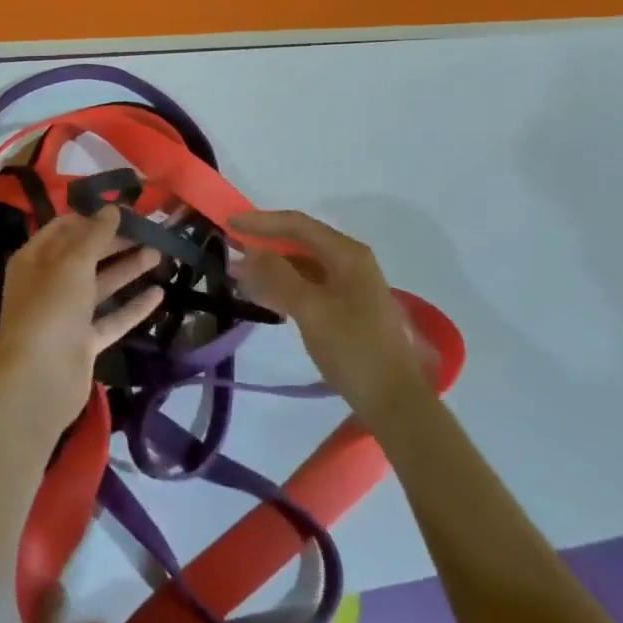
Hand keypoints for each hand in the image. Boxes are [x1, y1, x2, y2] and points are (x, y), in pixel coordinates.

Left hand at [0, 209, 161, 420]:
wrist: (39, 380)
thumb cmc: (50, 309)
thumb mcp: (73, 263)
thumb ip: (95, 234)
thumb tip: (112, 208)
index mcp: (34, 259)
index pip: (65, 228)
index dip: (93, 217)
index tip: (125, 210)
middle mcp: (48, 283)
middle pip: (85, 255)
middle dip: (116, 242)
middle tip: (151, 231)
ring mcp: (66, 315)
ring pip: (100, 285)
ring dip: (128, 269)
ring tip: (160, 254)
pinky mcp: (83, 342)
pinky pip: (111, 318)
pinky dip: (133, 306)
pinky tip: (159, 293)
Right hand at [233, 210, 436, 423]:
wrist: (393, 401)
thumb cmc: (353, 348)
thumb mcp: (311, 309)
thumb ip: (278, 275)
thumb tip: (251, 250)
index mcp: (346, 253)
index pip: (297, 224)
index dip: (261, 221)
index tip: (229, 222)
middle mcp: (350, 261)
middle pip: (300, 242)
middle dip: (264, 244)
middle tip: (229, 249)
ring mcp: (349, 285)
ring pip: (302, 266)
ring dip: (270, 268)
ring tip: (237, 275)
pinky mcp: (346, 308)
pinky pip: (308, 286)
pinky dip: (284, 287)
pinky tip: (262, 296)